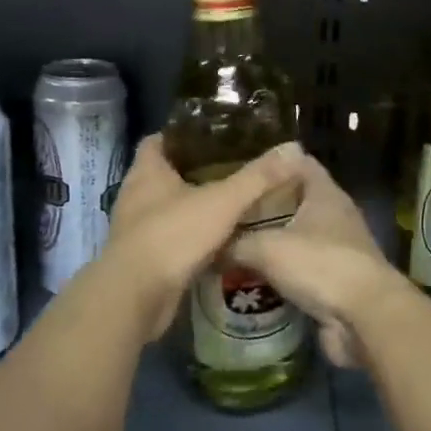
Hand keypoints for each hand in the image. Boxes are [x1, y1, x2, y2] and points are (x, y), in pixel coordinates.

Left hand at [105, 134, 305, 338]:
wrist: (136, 296)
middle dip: (197, 171)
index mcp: (147, 171)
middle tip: (234, 168)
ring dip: (195, 206)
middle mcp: (136, 195)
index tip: (213, 135)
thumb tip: (294, 148)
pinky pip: (171, 239)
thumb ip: (258, 177)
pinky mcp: (143, 258)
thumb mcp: (222, 201)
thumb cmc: (172, 235)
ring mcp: (137, 228)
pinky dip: (192, 238)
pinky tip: (220, 241)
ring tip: (232, 203)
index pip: (158, 140)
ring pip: (169, 208)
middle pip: (166, 174)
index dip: (183, 134)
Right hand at [231, 154, 402, 367]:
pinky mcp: (339, 282)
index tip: (244, 173)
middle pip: (298, 202)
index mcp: (325, 194)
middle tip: (232, 213)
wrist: (365, 317)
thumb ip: (236, 243)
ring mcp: (341, 250)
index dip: (274, 164)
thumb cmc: (319, 265)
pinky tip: (255, 280)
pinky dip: (284, 273)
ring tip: (236, 246)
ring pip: (300, 238)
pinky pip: (305, 270)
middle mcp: (337, 217)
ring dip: (274, 243)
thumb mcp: (267, 248)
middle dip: (266, 207)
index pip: (300, 163)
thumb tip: (211, 247)